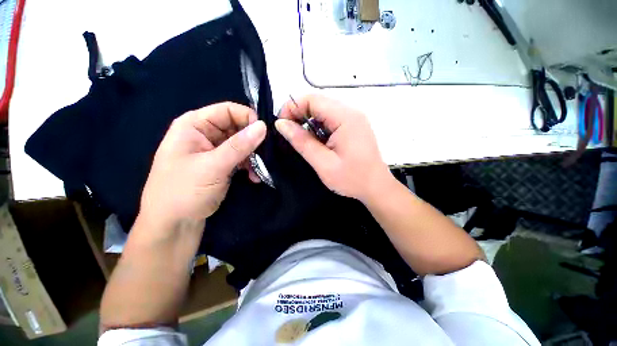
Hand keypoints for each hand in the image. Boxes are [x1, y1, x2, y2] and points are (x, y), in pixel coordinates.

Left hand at [139, 102, 266, 228]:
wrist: (174, 224)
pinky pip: (241, 158)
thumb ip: (239, 145)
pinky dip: (249, 166)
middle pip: (237, 127)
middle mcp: (205, 134)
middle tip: (265, 155)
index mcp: (195, 125)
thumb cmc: (184, 191)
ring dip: (253, 156)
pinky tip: (254, 177)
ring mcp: (214, 150)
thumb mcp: (213, 166)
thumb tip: (263, 126)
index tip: (264, 134)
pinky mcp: (222, 164)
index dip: (248, 118)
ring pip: (242, 144)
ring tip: (259, 170)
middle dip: (253, 141)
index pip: (227, 110)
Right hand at [276, 94, 391, 201]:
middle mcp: (351, 112)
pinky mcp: (353, 127)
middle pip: (318, 103)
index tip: (281, 125)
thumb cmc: (352, 179)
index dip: (292, 107)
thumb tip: (281, 124)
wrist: (376, 188)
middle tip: (289, 135)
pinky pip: (331, 120)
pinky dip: (319, 128)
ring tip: (303, 141)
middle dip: (299, 115)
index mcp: (345, 118)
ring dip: (309, 123)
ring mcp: (354, 119)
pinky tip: (317, 143)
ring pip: (324, 112)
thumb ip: (302, 142)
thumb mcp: (323, 163)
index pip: (312, 99)